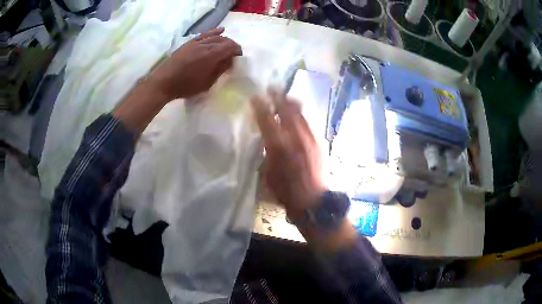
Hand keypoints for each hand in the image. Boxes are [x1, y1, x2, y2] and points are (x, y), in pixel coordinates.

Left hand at [148, 28, 241, 100]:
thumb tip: (230, 60)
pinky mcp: (189, 43)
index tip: (239, 57)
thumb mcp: (206, 83)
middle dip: (231, 46)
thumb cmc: (185, 86)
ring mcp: (196, 42)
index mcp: (211, 56)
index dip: (237, 50)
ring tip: (227, 46)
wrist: (164, 82)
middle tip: (233, 55)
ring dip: (224, 40)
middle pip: (224, 40)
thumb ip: (220, 70)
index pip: (230, 47)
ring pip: (215, 37)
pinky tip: (221, 31)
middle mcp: (205, 45)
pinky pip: (204, 34)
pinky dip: (214, 32)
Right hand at [251, 89, 327, 219]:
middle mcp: (295, 138)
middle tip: (272, 88)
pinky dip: (301, 114)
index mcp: (278, 147)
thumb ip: (267, 152)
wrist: (312, 200)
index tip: (255, 97)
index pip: (267, 120)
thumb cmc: (285, 191)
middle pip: (286, 111)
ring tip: (286, 95)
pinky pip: (308, 123)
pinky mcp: (318, 142)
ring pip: (300, 114)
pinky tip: (298, 112)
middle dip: (278, 97)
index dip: (260, 106)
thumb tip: (267, 138)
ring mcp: (309, 139)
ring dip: (291, 103)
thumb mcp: (267, 172)